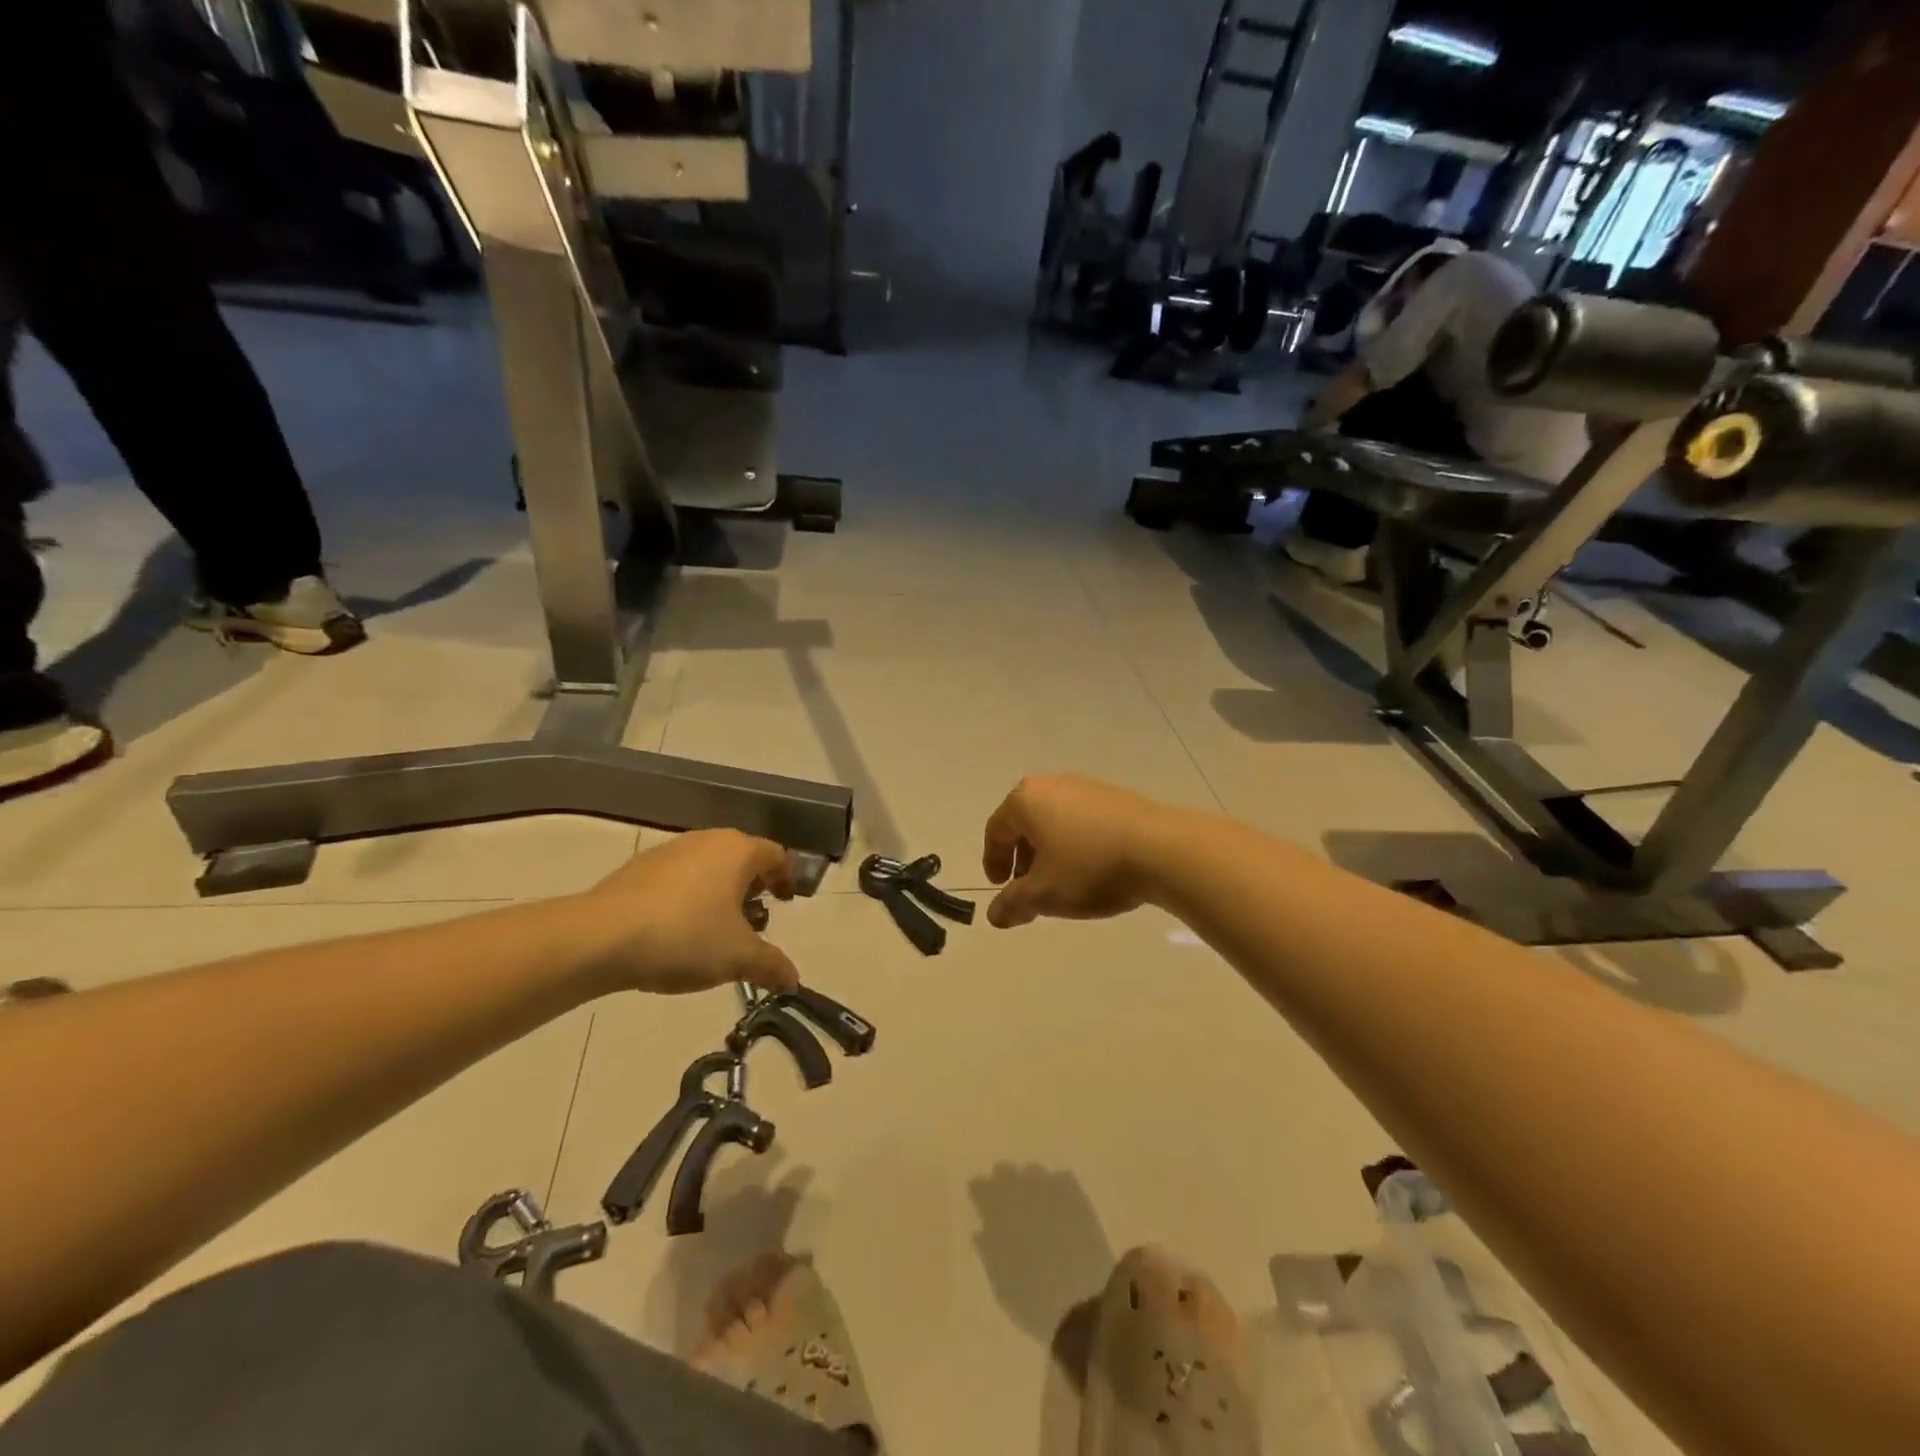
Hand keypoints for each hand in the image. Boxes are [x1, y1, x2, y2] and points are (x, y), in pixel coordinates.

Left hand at [575, 831, 798, 994]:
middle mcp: (708, 840)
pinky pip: (678, 877)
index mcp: (738, 851)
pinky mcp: (639, 867)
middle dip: (753, 887)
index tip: (786, 902)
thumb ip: (771, 966)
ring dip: (719, 893)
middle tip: (753, 921)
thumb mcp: (737, 958)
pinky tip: (676, 931)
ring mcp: (670, 850)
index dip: (787, 878)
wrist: (600, 937)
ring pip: (709, 866)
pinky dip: (688, 897)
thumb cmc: (684, 937)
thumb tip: (793, 980)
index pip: (776, 855)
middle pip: (742, 858)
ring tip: (714, 931)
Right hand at [980, 775, 1179, 928]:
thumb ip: (1013, 903)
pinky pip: (1083, 820)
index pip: (996, 829)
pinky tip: (1093, 869)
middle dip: (1022, 857)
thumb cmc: (1090, 867)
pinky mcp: (1117, 797)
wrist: (1162, 849)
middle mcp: (1053, 784)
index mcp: (1026, 800)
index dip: (993, 861)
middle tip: (1028, 887)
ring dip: (1050, 851)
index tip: (1000, 887)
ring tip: (1062, 883)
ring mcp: (1088, 786)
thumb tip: (994, 915)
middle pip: (1025, 822)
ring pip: (1056, 820)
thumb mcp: (1044, 894)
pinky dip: (1077, 843)